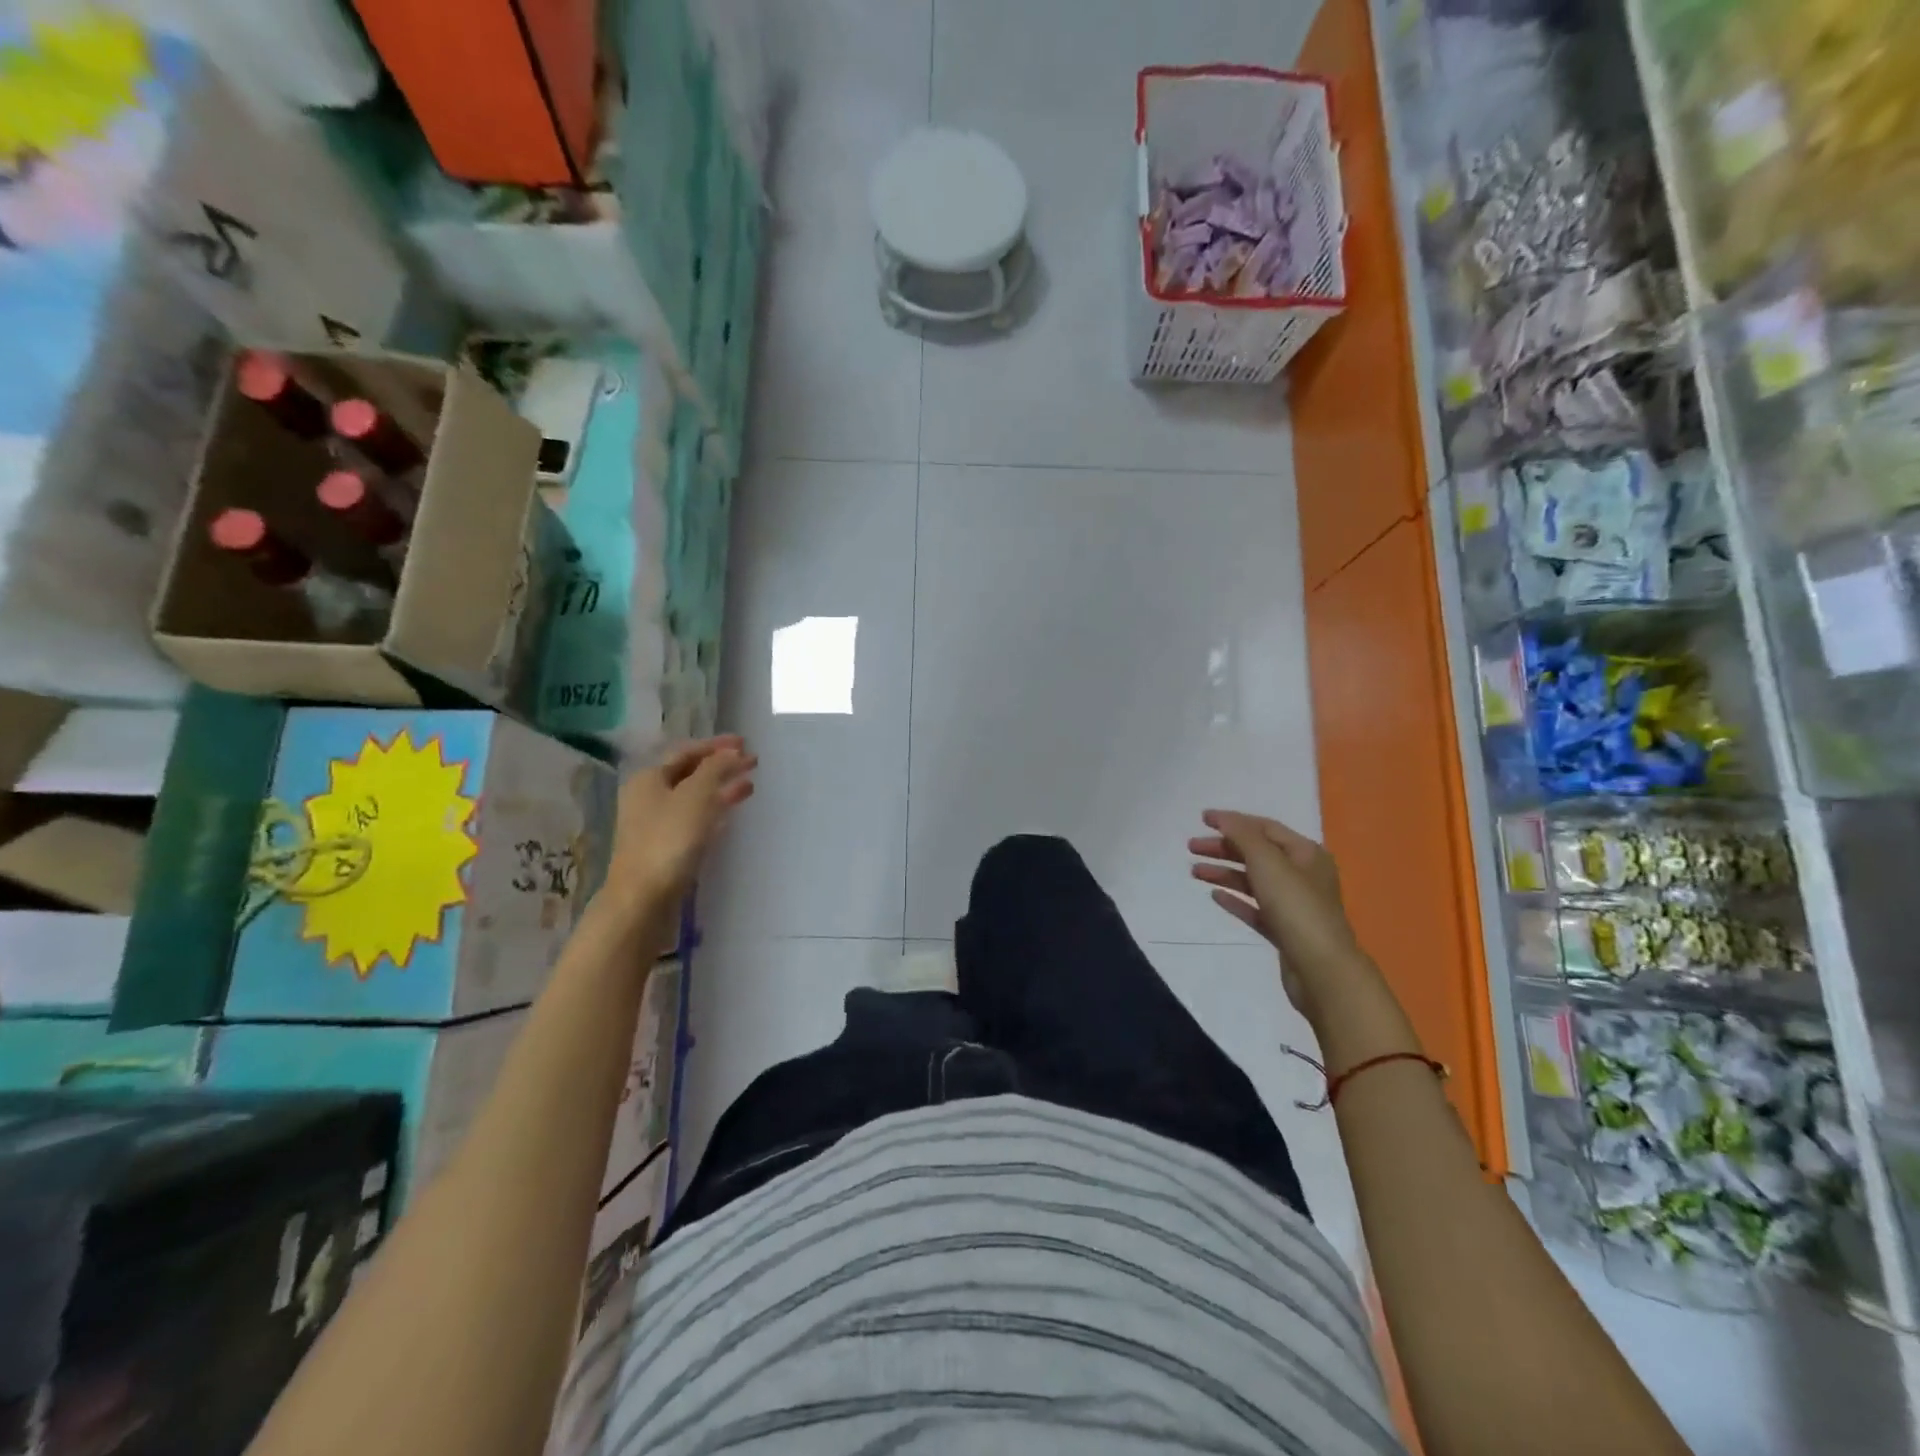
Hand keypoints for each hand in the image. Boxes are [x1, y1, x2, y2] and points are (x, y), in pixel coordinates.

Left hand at [604, 736, 756, 910]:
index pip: (686, 751)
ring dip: (720, 788)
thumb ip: (716, 769)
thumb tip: (733, 752)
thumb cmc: (669, 840)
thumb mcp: (696, 796)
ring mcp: (655, 825)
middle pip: (689, 773)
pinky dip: (713, 811)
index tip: (745, 743)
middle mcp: (648, 797)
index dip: (716, 746)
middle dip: (721, 766)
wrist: (644, 899)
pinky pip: (694, 820)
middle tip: (752, 762)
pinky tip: (730, 815)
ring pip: (694, 797)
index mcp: (649, 778)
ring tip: (749, 786)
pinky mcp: (665, 848)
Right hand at [1188, 810, 1362, 1015]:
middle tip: (1191, 847)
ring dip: (1224, 872)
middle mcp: (1302, 875)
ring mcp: (1293, 905)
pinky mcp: (1284, 930)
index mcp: (1306, 853)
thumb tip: (1222, 817)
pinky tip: (1215, 896)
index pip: (1265, 828)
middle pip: (1257, 853)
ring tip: (1195, 872)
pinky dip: (1235, 899)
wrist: (1321, 970)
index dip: (1233, 821)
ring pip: (1253, 881)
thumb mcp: (1268, 862)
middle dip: (1223, 848)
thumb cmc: (1296, 907)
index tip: (1202, 819)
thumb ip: (1243, 835)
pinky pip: (1254, 907)